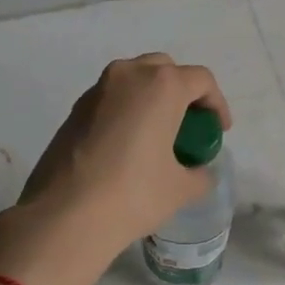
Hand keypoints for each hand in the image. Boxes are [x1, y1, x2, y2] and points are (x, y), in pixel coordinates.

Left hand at [0, 54, 231, 284]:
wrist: (65, 214)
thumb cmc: (134, 194)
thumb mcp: (180, 189)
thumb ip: (199, 174)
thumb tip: (198, 173)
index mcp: (161, 85)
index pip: (201, 80)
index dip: (217, 104)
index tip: (219, 131)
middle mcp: (128, 75)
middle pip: (165, 70)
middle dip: (182, 92)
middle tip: (189, 125)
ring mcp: (96, 90)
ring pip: (134, 81)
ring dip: (152, 99)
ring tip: (158, 136)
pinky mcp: (74, 110)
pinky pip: (111, 100)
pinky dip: (126, 112)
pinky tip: (128, 147)